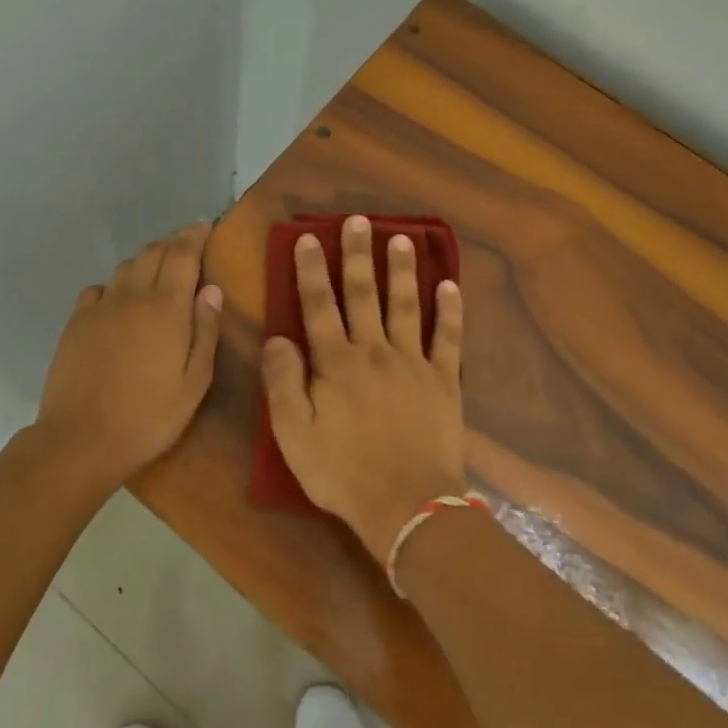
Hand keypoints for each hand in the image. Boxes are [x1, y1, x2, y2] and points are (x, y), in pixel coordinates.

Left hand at [31, 222, 223, 491]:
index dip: (194, 235)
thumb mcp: (194, 382)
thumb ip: (205, 330)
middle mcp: (132, 296)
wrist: (81, 439)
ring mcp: (100, 307)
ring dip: (145, 260)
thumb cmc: (150, 416)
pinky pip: (98, 289)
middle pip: (153, 252)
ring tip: (157, 269)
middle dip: (172, 242)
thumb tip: (211, 289)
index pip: (182, 255)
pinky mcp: (76, 323)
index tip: (203, 225)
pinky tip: (119, 300)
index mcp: (166, 308)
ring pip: (125, 267)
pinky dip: (115, 285)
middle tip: (187, 243)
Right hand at [261, 215, 467, 560]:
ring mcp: (413, 363)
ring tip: (401, 237)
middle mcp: (373, 350)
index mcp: (335, 362)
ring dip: (401, 270)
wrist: (408, 507)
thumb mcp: (294, 434)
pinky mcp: (443, 381)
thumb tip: (276, 337)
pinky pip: (448, 338)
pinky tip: (450, 285)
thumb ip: (283, 382)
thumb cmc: (342, 472)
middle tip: (359, 220)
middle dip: (357, 254)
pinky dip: (450, 310)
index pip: (318, 305)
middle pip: (362, 294)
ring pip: (405, 305)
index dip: (310, 270)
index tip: (308, 238)